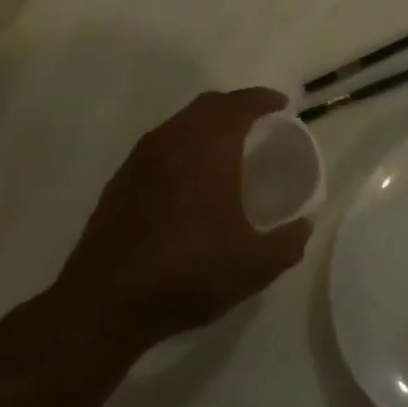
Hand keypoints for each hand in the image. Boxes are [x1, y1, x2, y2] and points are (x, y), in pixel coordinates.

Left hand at [54, 88, 312, 358]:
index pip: (240, 105)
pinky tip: (190, 179)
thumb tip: (304, 225)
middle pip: (207, 105)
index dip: (264, 100)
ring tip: (227, 148)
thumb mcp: (255, 265)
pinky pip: (159, 148)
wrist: (103, 306)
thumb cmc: (188, 273)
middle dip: (236, 107)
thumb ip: (288, 241)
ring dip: (206, 126)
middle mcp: (172, 143)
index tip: (283, 106)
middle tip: (259, 123)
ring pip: (179, 124)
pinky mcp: (118, 185)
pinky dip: (182, 148)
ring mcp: (139, 162)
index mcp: (208, 149)